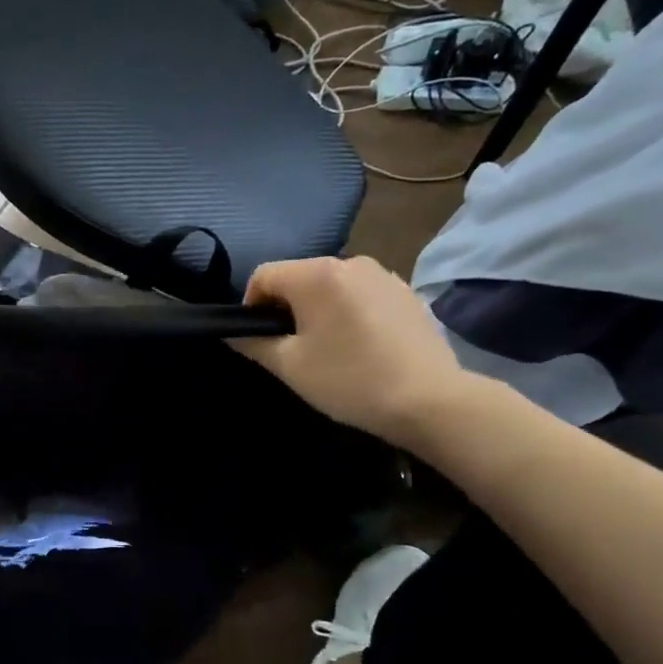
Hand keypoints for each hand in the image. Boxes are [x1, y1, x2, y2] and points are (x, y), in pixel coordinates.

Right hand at [235, 256, 468, 447]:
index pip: (263, 275)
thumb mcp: (289, 366)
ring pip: (330, 286)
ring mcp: (383, 275)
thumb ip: (253, 343)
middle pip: (298, 277)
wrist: (430, 401)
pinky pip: (360, 294)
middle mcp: (350, 262)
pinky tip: (359, 345)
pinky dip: (348, 312)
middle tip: (291, 348)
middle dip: (285, 307)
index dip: (251, 306)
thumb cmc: (349, 379)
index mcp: (316, 275)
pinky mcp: (405, 292)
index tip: (259, 339)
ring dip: (317, 309)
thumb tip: (232, 332)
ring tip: (327, 348)